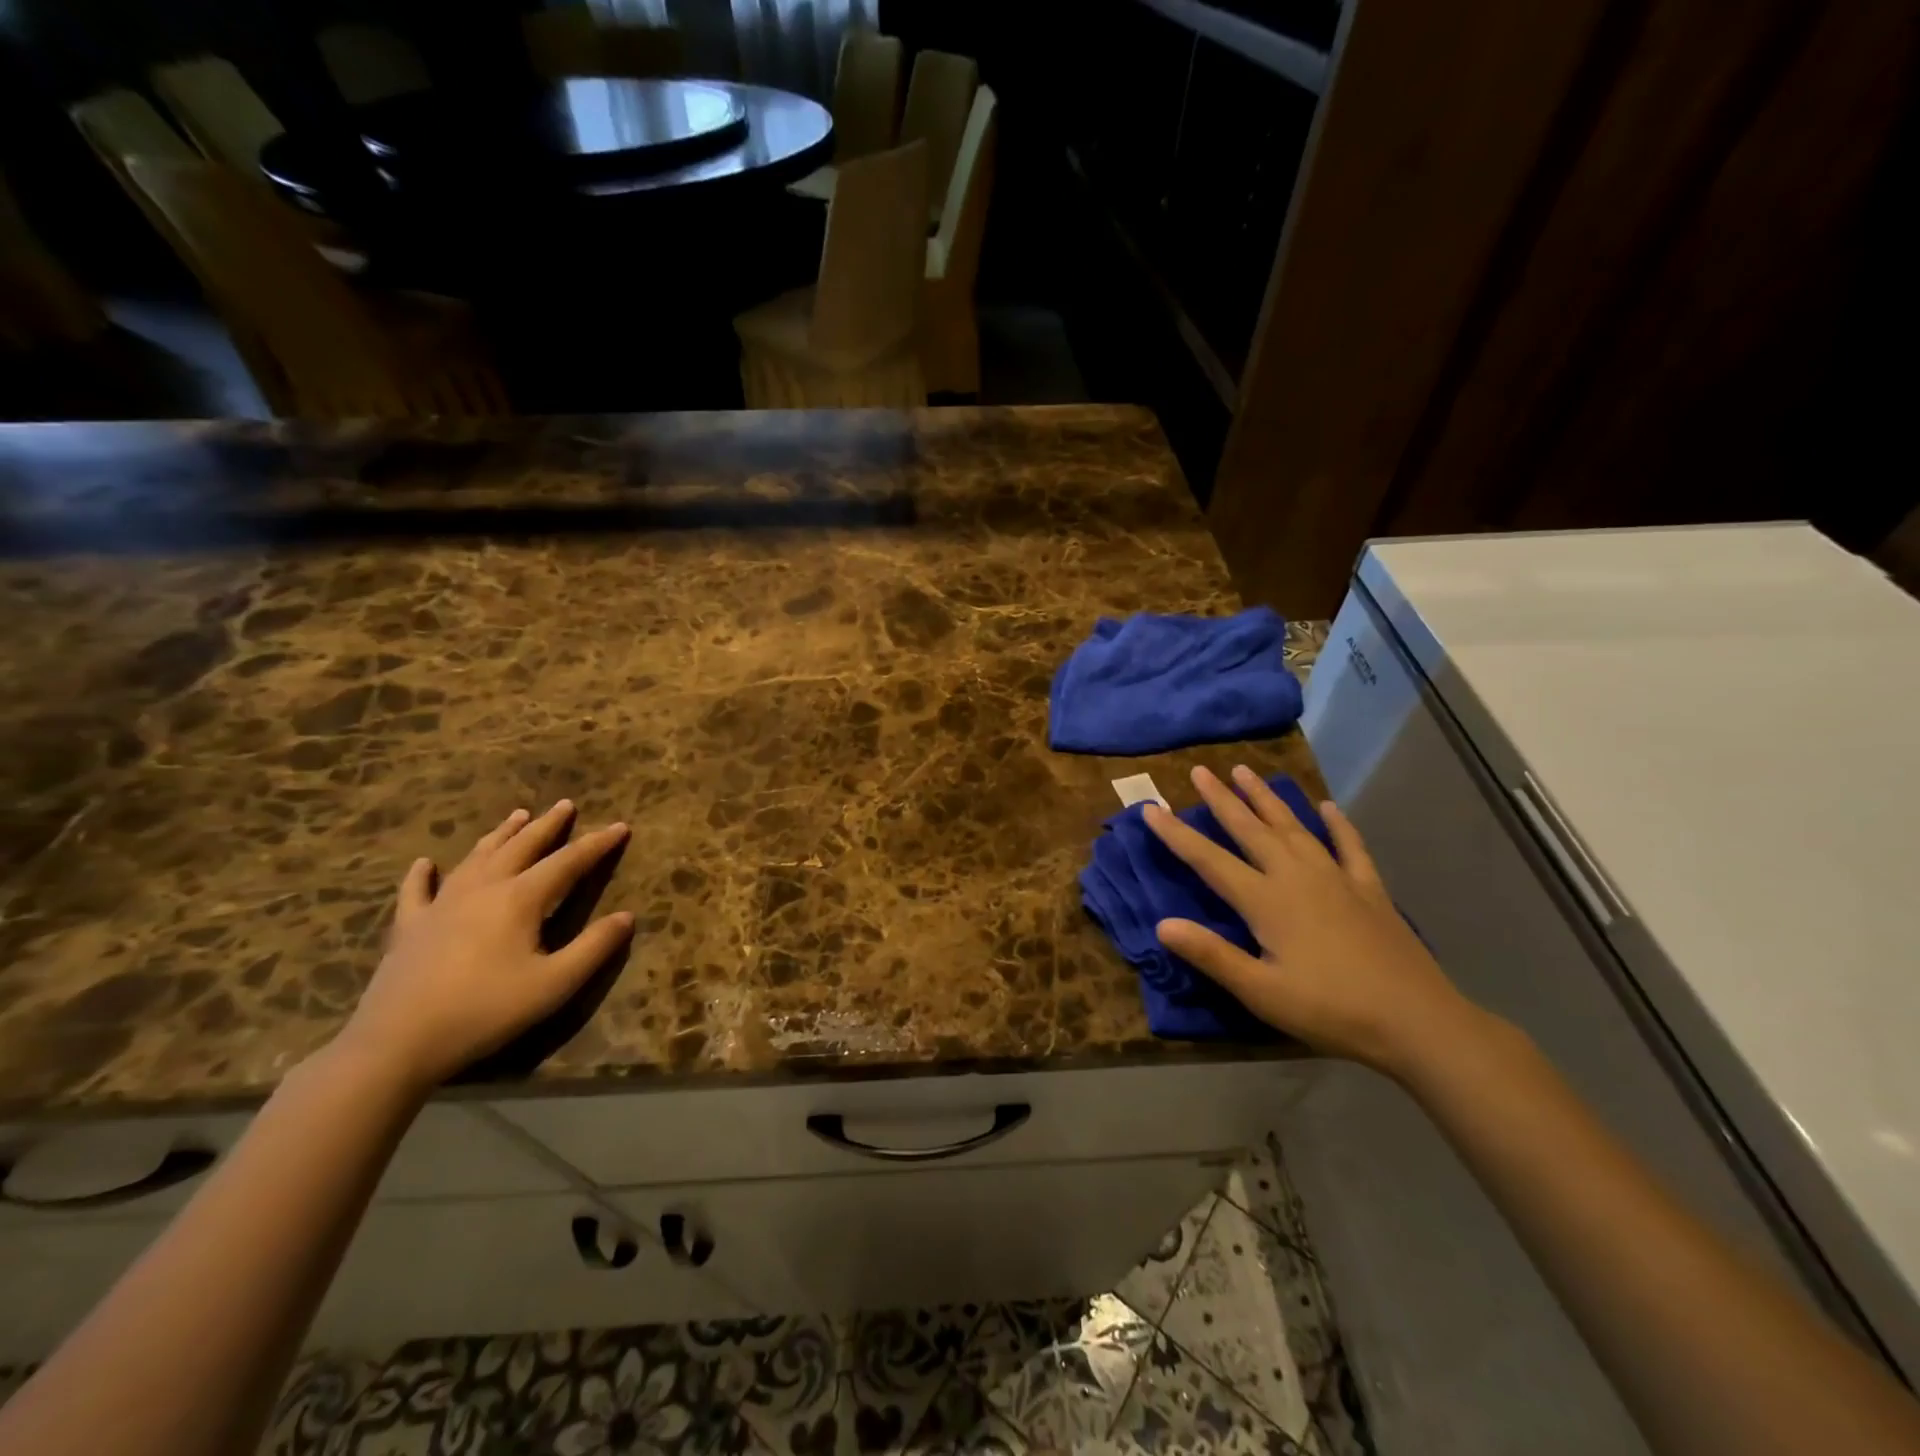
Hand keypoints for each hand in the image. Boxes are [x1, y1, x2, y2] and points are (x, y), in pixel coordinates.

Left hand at [337, 800, 633, 1090]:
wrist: (397, 1043)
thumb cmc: (486, 1010)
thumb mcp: (554, 983)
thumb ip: (594, 947)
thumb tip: (627, 916)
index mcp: (520, 898)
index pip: (569, 861)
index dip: (597, 843)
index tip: (620, 826)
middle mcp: (483, 889)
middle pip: (522, 847)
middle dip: (548, 825)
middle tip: (566, 805)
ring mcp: (441, 905)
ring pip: (477, 857)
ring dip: (501, 834)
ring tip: (517, 815)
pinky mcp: (410, 927)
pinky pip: (417, 891)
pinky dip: (423, 874)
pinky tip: (426, 863)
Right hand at [1144, 764, 1482, 1077]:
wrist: (1417, 1021)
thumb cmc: (1331, 1010)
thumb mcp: (1261, 992)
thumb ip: (1211, 955)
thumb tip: (1161, 924)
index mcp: (1266, 901)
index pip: (1209, 860)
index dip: (1177, 834)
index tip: (1151, 808)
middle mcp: (1296, 876)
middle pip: (1250, 829)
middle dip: (1221, 799)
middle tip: (1199, 770)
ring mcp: (1336, 878)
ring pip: (1293, 827)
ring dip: (1267, 798)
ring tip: (1246, 771)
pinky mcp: (1369, 889)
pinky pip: (1349, 846)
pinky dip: (1337, 824)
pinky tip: (1328, 807)